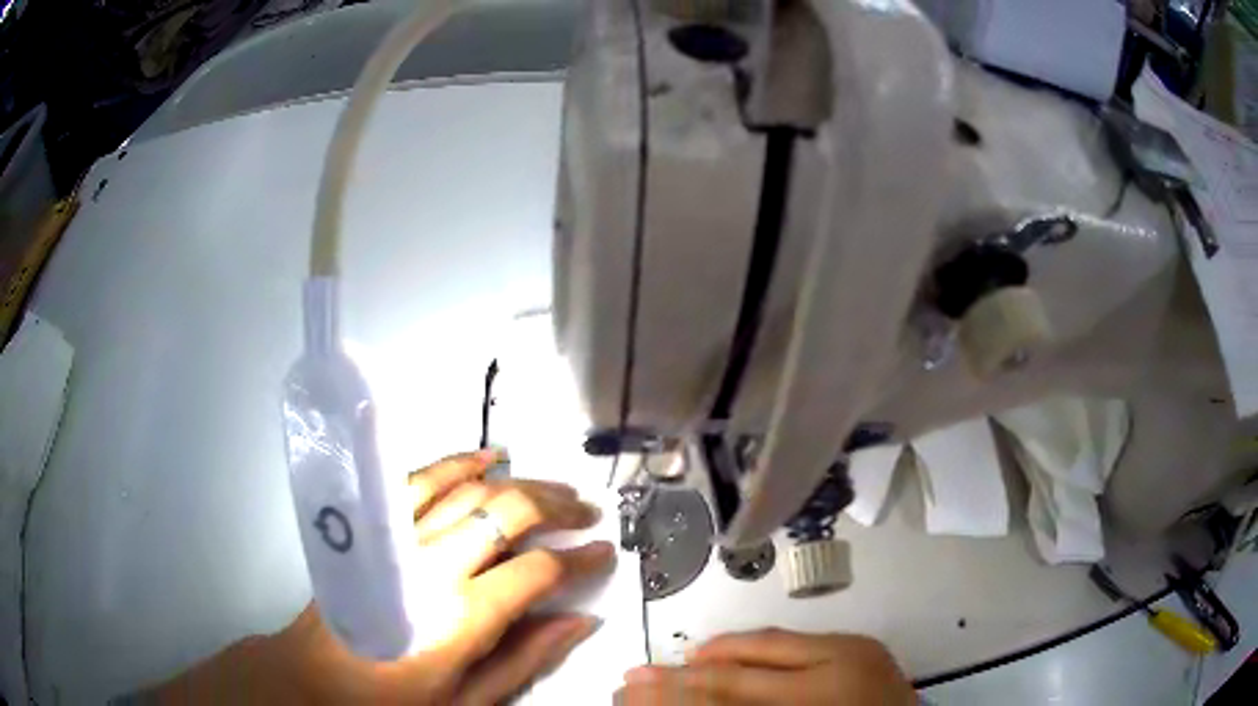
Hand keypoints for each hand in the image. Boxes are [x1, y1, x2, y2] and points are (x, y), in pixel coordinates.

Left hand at [155, 450, 614, 704]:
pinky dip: (458, 462)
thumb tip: (581, 620)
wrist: (316, 677)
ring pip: (469, 488)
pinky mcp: (375, 527)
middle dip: (557, 507)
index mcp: (461, 617)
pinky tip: (488, 458)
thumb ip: (525, 658)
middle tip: (586, 512)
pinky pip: (420, 479)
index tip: (602, 552)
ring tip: (553, 486)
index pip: (538, 571)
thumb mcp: (468, 700)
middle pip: (507, 513)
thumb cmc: (395, 700)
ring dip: (519, 482)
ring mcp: (400, 538)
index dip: (579, 559)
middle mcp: (432, 565)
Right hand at [617, 629, 914, 705]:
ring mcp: (854, 651)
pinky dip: (758, 649)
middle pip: (746, 663)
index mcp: (818, 700)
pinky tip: (732, 655)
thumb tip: (692, 700)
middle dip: (687, 670)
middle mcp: (838, 668)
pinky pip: (795, 640)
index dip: (678, 693)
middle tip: (638, 675)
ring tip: (680, 662)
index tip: (635, 692)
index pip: (731, 692)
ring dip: (720, 651)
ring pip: (771, 641)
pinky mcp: (861, 645)